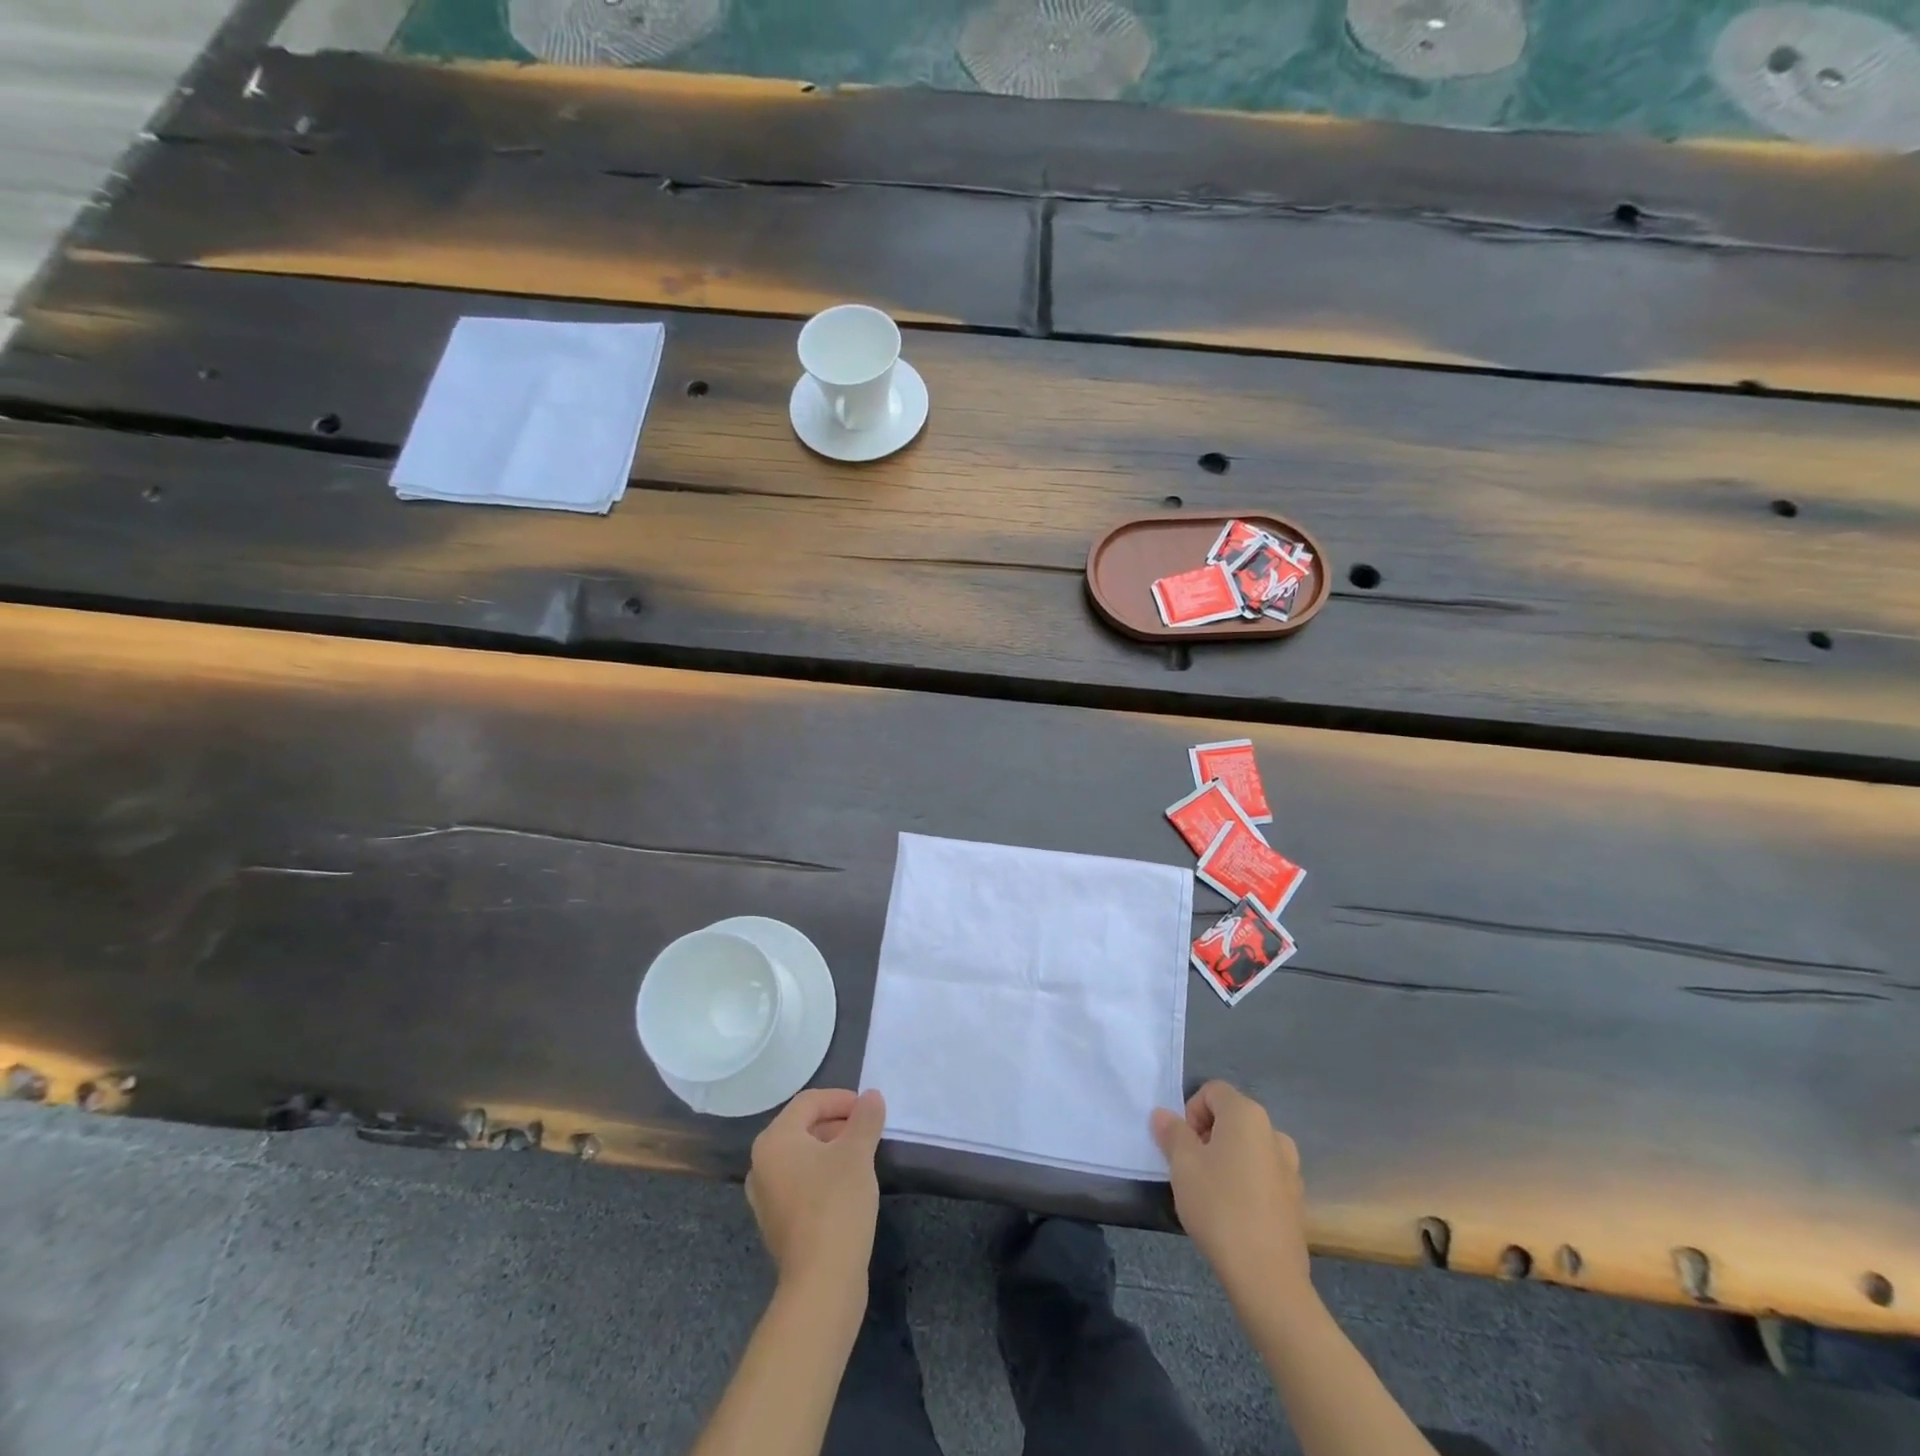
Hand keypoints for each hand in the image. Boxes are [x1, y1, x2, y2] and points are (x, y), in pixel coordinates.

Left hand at [746, 1088, 885, 1290]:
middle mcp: (761, 1164)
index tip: (869, 1109)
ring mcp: (765, 1197)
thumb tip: (872, 1096)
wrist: (821, 1282)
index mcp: (774, 1140)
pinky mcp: (777, 1223)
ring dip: (831, 1149)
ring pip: (802, 1157)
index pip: (808, 1102)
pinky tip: (847, 1187)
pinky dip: (822, 1175)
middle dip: (837, 1123)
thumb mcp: (858, 1153)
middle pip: (802, 1127)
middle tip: (868, 1131)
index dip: (841, 1098)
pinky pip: (800, 1183)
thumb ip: (865, 1118)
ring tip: (862, 1157)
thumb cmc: (836, 1204)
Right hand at [1151, 1080, 1311, 1305]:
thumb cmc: (1219, 1207)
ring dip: (1226, 1159)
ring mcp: (1290, 1168)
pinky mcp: (1295, 1200)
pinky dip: (1245, 1183)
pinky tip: (1233, 1214)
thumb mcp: (1183, 1165)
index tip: (1182, 1145)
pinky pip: (1262, 1176)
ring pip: (1248, 1148)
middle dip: (1207, 1136)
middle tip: (1190, 1169)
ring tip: (1210, 1193)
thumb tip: (1163, 1115)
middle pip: (1231, 1118)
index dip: (1191, 1112)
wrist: (1267, 1276)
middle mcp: (1274, 1132)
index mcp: (1247, 1115)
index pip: (1212, 1091)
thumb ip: (1172, 1133)